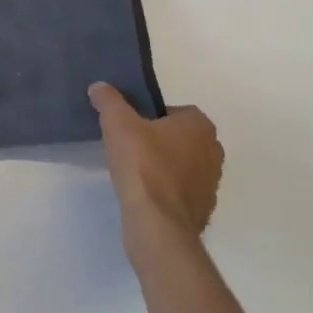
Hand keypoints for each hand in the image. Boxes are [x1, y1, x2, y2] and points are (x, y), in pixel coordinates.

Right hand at [89, 83, 222, 245]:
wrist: (158, 224)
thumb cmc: (143, 165)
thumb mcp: (117, 123)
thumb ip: (108, 100)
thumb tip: (99, 87)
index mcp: (200, 126)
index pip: (175, 111)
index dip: (151, 116)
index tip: (130, 126)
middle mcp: (213, 152)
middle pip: (180, 137)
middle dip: (159, 140)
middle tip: (130, 145)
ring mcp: (211, 184)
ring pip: (182, 165)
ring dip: (163, 165)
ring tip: (134, 171)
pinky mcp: (203, 210)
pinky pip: (181, 191)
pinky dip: (166, 190)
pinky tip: (144, 194)